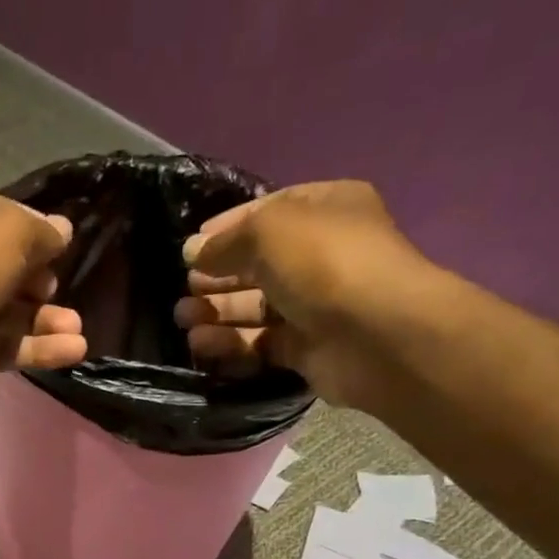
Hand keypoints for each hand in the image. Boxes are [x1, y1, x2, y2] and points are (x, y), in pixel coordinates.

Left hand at [0, 183, 86, 416]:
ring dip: (45, 320)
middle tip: (58, 289)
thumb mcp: (7, 231)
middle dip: (40, 281)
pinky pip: (2, 347)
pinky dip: (35, 349)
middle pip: (6, 268)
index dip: (32, 227)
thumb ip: (40, 231)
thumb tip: (62, 232)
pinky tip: (71, 351)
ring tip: (77, 330)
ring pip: (7, 312)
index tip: (60, 244)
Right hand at [173, 181, 431, 409]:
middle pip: (257, 264)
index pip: (267, 212)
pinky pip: (260, 343)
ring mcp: (316, 305)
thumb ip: (226, 241)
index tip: (190, 249)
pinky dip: (231, 344)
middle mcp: (322, 254)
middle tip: (184, 289)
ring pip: (255, 307)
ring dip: (217, 311)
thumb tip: (192, 253)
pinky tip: (202, 344)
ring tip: (183, 319)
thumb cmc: (325, 263)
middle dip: (217, 276)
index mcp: (325, 210)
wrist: (376, 335)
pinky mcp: (307, 348)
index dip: (226, 228)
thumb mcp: (269, 230)